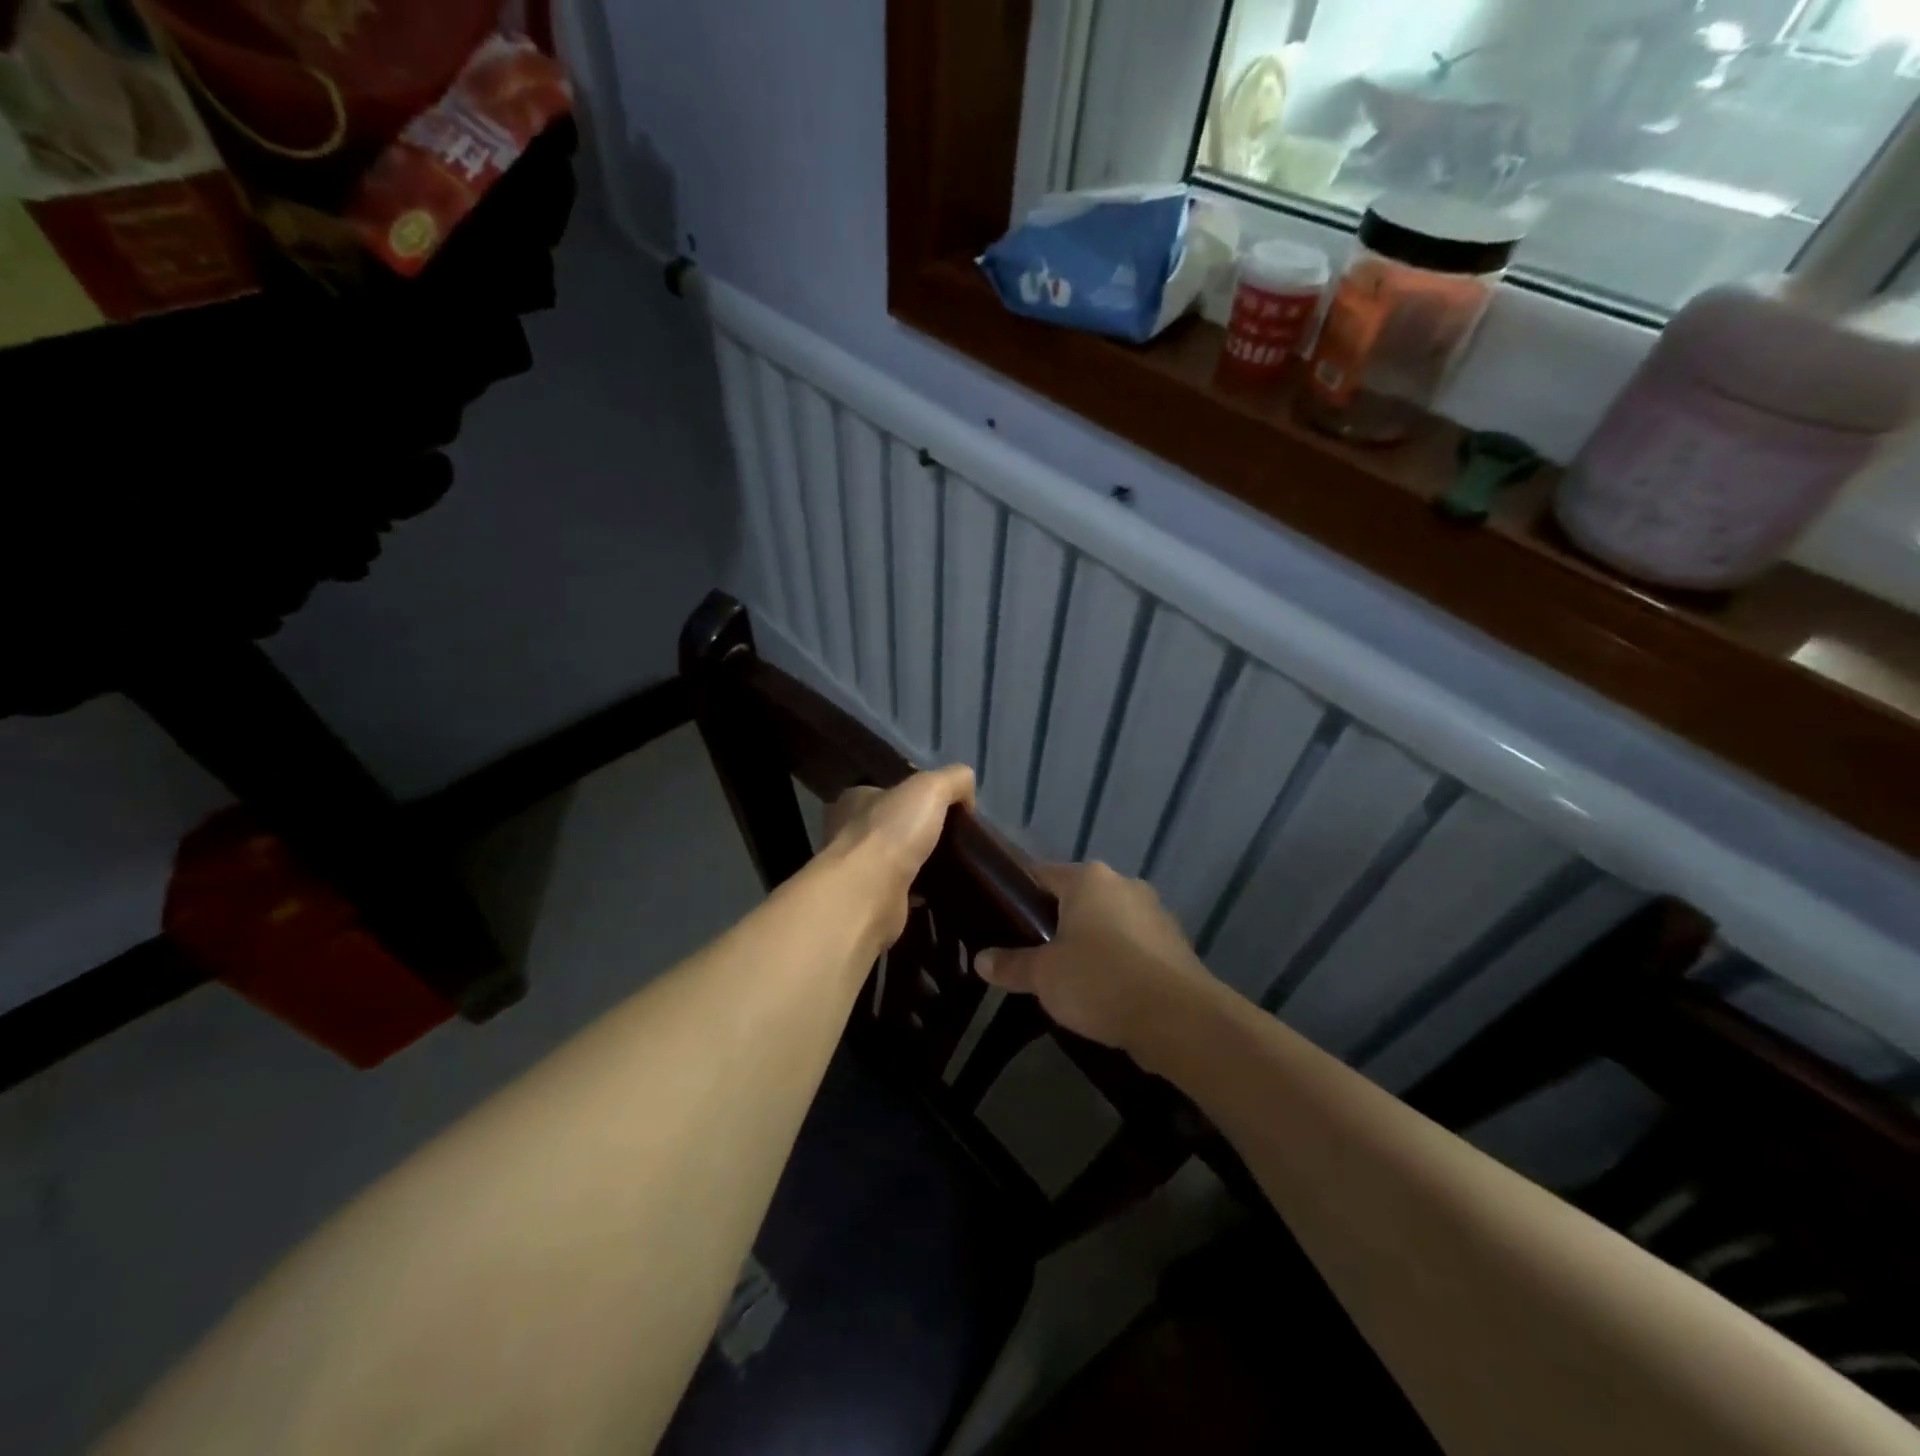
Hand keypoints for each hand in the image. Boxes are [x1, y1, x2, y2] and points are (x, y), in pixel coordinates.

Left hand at [822, 766, 975, 952]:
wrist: (867, 895)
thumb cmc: (891, 832)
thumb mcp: (931, 787)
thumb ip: (953, 780)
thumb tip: (967, 797)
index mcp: (855, 800)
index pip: (886, 792)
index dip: (914, 796)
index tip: (945, 808)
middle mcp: (849, 833)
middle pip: (892, 826)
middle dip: (918, 832)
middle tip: (953, 839)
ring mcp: (856, 870)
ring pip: (895, 860)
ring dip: (919, 863)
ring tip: (952, 867)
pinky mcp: (868, 902)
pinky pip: (900, 892)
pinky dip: (918, 893)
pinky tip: (940, 893)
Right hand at [974, 862, 1218, 1059]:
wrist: (1179, 1019)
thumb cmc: (1100, 981)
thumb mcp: (1044, 976)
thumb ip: (1011, 964)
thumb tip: (980, 960)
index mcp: (1089, 879)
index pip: (1042, 874)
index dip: (1019, 895)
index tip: (1002, 918)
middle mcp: (1123, 884)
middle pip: (1077, 898)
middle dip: (1056, 922)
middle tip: (1032, 954)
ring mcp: (1154, 913)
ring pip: (1108, 922)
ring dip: (1090, 943)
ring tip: (1068, 978)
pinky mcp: (1175, 944)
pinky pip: (1133, 946)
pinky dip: (1118, 961)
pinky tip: (1106, 992)